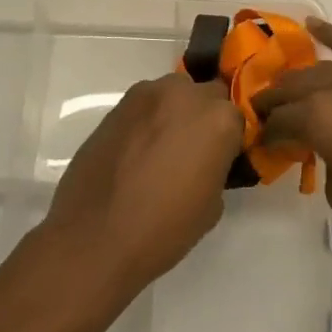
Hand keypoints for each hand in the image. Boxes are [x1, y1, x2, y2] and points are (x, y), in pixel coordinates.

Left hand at [39, 72, 242, 294]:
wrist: (95, 237)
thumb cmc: (164, 228)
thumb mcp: (212, 204)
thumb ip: (216, 166)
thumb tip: (206, 160)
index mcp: (218, 119)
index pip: (237, 118)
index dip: (230, 140)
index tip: (221, 161)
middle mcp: (185, 95)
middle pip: (207, 96)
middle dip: (204, 118)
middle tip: (193, 152)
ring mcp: (147, 95)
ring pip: (173, 94)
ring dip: (175, 113)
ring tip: (161, 149)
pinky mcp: (116, 105)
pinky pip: (144, 106)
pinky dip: (147, 121)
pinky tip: (137, 152)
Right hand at [254, 19, 331, 261]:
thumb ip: (329, 170)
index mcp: (321, 120)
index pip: (282, 123)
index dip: (268, 134)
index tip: (263, 145)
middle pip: (295, 89)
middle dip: (275, 102)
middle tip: (264, 115)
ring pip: (323, 69)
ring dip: (299, 77)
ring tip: (284, 86)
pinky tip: (315, 25)